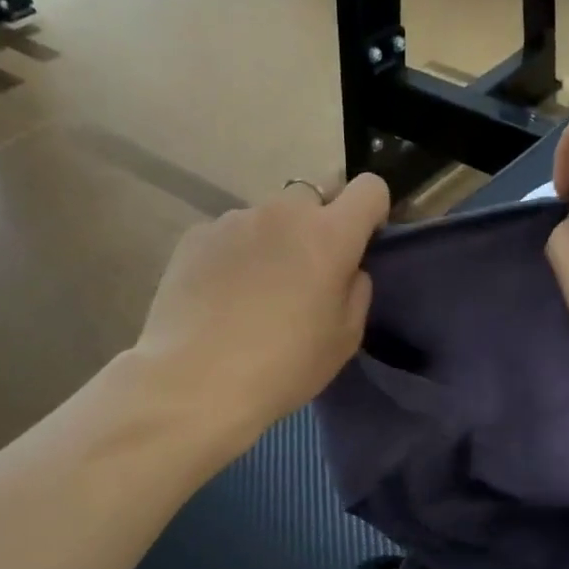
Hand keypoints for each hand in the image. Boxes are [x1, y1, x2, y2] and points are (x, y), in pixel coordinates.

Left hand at [133, 174, 389, 449]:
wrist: (197, 380)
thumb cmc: (285, 365)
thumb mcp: (345, 338)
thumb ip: (356, 289)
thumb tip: (346, 269)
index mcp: (329, 235)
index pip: (368, 188)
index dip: (372, 212)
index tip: (361, 243)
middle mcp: (283, 212)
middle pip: (314, 198)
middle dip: (318, 227)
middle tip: (305, 277)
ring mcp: (234, 220)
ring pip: (268, 218)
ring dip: (274, 242)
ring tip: (256, 294)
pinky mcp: (196, 236)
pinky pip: (230, 235)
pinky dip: (236, 256)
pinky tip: (222, 298)